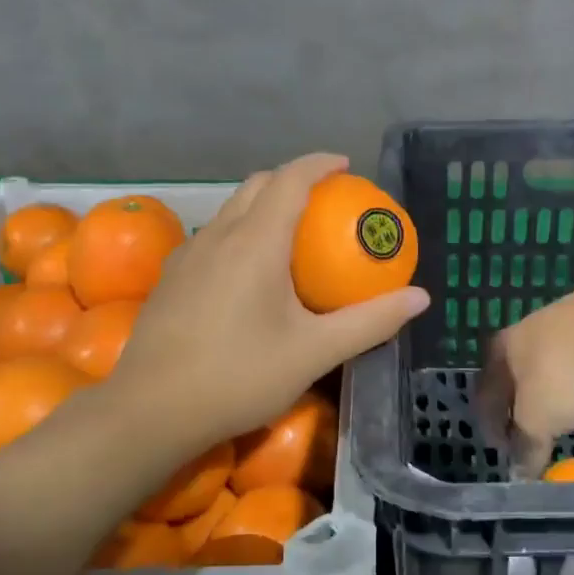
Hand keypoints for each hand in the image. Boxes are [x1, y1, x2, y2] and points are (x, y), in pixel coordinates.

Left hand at [114, 153, 429, 449]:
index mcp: (256, 241)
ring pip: (230, 211)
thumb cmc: (240, 376)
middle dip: (291, 179)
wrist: (152, 410)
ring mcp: (188, 256)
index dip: (319, 164)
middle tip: (324, 200)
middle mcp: (218, 236)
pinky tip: (247, 274)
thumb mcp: (315, 352)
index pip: (290, 180)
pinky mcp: (170, 279)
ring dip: (262, 206)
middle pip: (256, 186)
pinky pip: (212, 238)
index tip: (345, 165)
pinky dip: (239, 234)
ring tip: (290, 234)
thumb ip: (370, 322)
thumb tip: (420, 298)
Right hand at [477, 279, 573, 476]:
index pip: (485, 394)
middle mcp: (524, 332)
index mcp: (501, 352)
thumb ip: (528, 447)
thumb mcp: (539, 420)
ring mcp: (562, 322)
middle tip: (528, 431)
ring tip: (562, 414)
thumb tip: (520, 475)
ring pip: (548, 365)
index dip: (490, 425)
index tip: (501, 449)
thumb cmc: (564, 372)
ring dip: (550, 390)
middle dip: (519, 404)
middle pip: (515, 376)